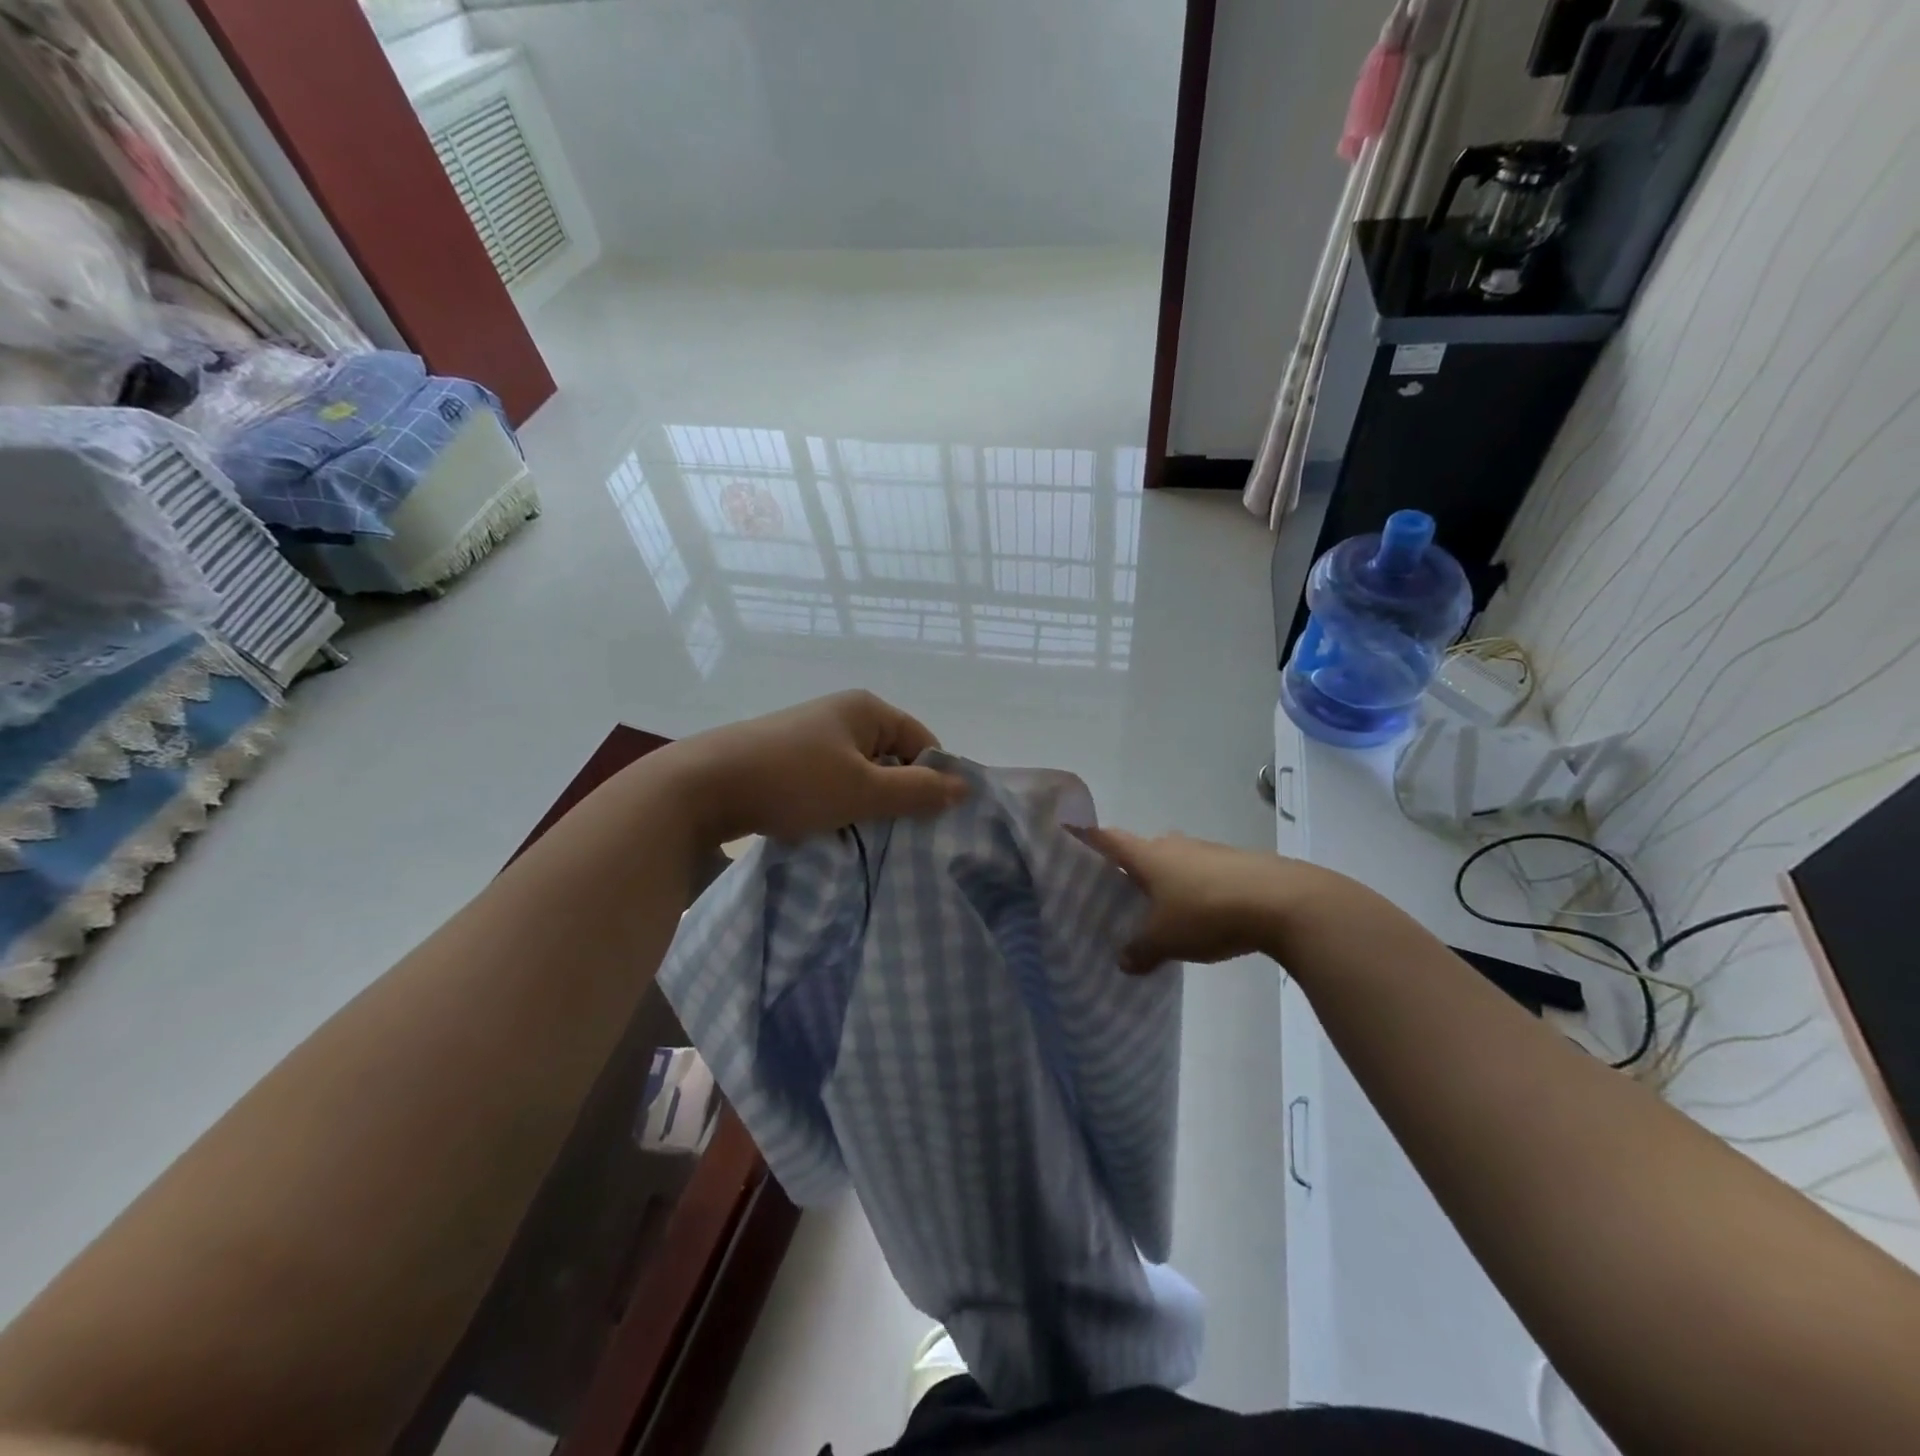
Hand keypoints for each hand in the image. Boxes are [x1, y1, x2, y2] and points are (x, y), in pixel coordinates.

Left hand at [672, 691, 968, 843]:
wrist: (704, 786)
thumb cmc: (794, 781)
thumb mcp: (864, 790)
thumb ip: (917, 791)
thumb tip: (965, 787)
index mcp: (866, 709)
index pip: (922, 742)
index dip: (931, 779)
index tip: (926, 820)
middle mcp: (841, 714)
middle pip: (891, 757)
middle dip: (897, 795)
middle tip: (897, 834)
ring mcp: (810, 735)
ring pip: (859, 774)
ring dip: (865, 804)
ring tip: (861, 836)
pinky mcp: (786, 758)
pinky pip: (830, 781)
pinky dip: (836, 804)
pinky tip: (828, 828)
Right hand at [1076, 828, 1304, 973]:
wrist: (1283, 901)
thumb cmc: (1207, 913)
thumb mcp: (1166, 941)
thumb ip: (1140, 951)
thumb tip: (1123, 962)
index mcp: (1148, 856)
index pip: (1109, 840)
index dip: (1088, 836)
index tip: (1070, 832)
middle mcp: (1174, 845)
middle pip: (1144, 849)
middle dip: (1133, 866)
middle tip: (1122, 890)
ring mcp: (1208, 851)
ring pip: (1177, 861)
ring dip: (1168, 879)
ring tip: (1163, 908)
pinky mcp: (1238, 863)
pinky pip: (1205, 873)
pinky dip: (1197, 888)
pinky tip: (1203, 914)